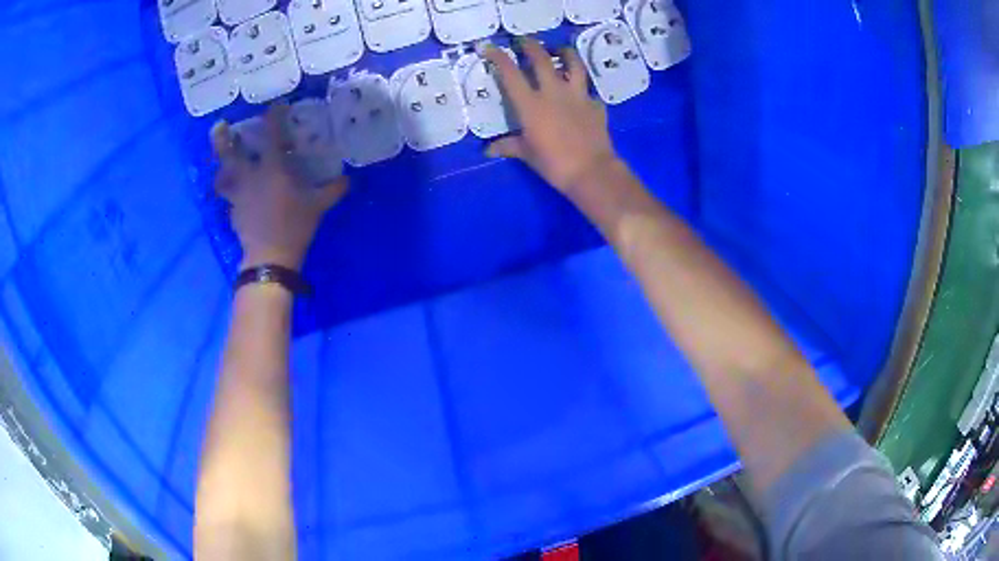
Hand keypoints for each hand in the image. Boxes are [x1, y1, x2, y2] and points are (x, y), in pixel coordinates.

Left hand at [211, 103, 348, 271]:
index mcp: (272, 168)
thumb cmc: (295, 226)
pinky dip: (232, 193)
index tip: (276, 105)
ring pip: (223, 175)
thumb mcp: (319, 206)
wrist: (270, 258)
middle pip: (230, 153)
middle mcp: (250, 176)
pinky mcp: (233, 211)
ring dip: (221, 166)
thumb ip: (333, 190)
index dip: (274, 116)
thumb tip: (347, 179)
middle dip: (222, 138)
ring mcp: (238, 195)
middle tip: (219, 126)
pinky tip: (237, 195)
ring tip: (223, 163)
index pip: (272, 134)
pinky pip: (229, 197)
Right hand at [484, 39, 619, 194]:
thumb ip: (508, 146)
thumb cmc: (554, 164)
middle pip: (541, 58)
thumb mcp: (527, 154)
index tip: (489, 47)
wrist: (592, 171)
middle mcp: (553, 92)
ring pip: (573, 63)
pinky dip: (582, 87)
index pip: (510, 72)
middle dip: (530, 45)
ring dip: (564, 53)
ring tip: (559, 51)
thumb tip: (488, 150)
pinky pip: (588, 89)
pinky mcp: (595, 104)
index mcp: (531, 104)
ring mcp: (577, 95)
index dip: (497, 56)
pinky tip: (580, 92)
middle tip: (524, 41)